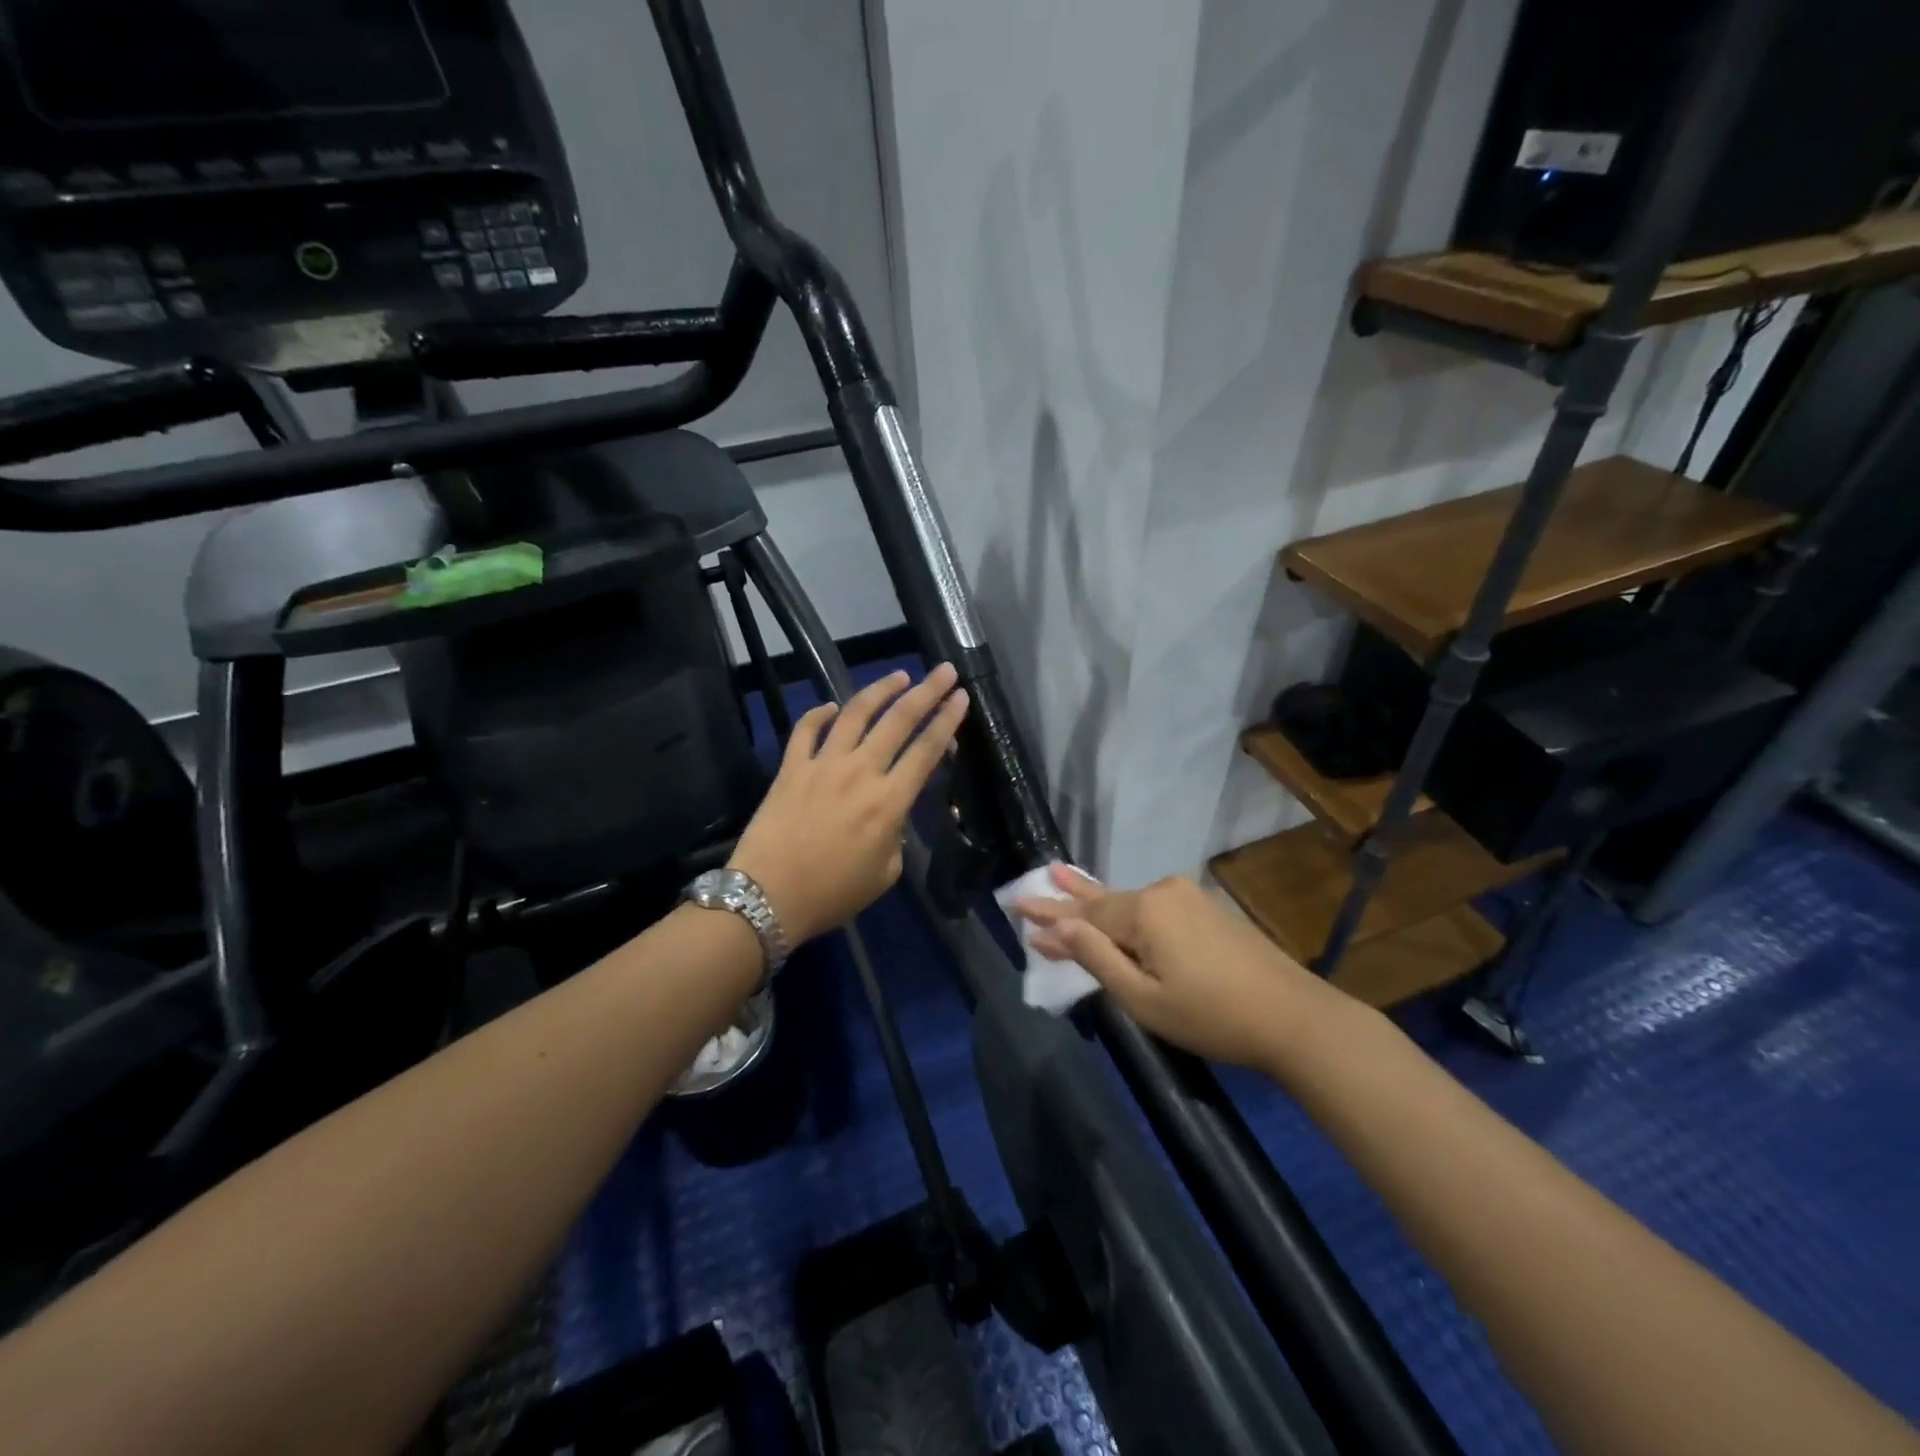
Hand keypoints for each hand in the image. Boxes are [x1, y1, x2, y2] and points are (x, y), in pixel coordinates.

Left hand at [729, 664, 968, 944]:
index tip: (961, 696)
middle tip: (944, 671)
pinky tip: (833, 706)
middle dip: (926, 691)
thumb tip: (891, 813)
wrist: (767, 897)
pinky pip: (806, 730)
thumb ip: (896, 835)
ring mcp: (822, 765)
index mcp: (889, 802)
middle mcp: (860, 772)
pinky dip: (820, 713)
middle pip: (899, 720)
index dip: (947, 721)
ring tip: (898, 675)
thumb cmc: (833, 894)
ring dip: (880, 690)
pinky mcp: (791, 768)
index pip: (926, 750)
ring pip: (855, 713)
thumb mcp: (885, 873)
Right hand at [1017, 866, 1329, 1069]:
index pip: (1083, 912)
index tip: (1014, 904)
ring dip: (1095, 899)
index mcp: (1144, 911)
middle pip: (1105, 900)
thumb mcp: (1143, 998)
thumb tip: (1055, 929)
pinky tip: (1114, 904)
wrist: (1294, 1017)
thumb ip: (1096, 958)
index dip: (1049, 913)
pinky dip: (1125, 909)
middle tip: (1032, 882)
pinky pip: (1152, 906)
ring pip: (1129, 902)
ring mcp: (1188, 898)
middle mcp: (1163, 892)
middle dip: (1067, 898)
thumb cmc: (1211, 1016)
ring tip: (1061, 876)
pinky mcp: (1206, 909)